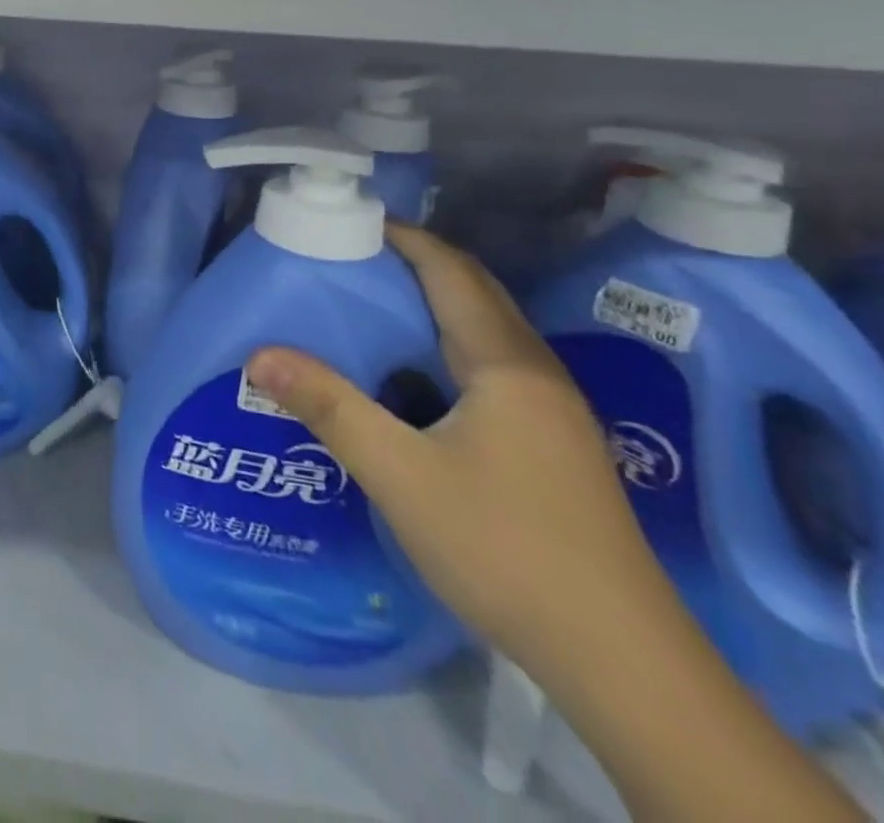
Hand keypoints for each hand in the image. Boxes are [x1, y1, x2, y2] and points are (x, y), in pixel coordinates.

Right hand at [243, 225, 676, 672]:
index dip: (404, 238)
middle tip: (350, 260)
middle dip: (415, 264)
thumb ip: (330, 409)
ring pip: (486, 330)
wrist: (622, 661)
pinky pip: (492, 366)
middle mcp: (536, 372)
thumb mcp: (401, 475)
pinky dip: (447, 345)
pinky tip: (416, 377)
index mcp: (505, 363)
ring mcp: (552, 410)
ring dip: (434, 304)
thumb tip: (260, 356)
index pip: (451, 271)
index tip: (349, 223)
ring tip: (372, 306)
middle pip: (474, 291)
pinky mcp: (553, 444)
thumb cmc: (506, 548)